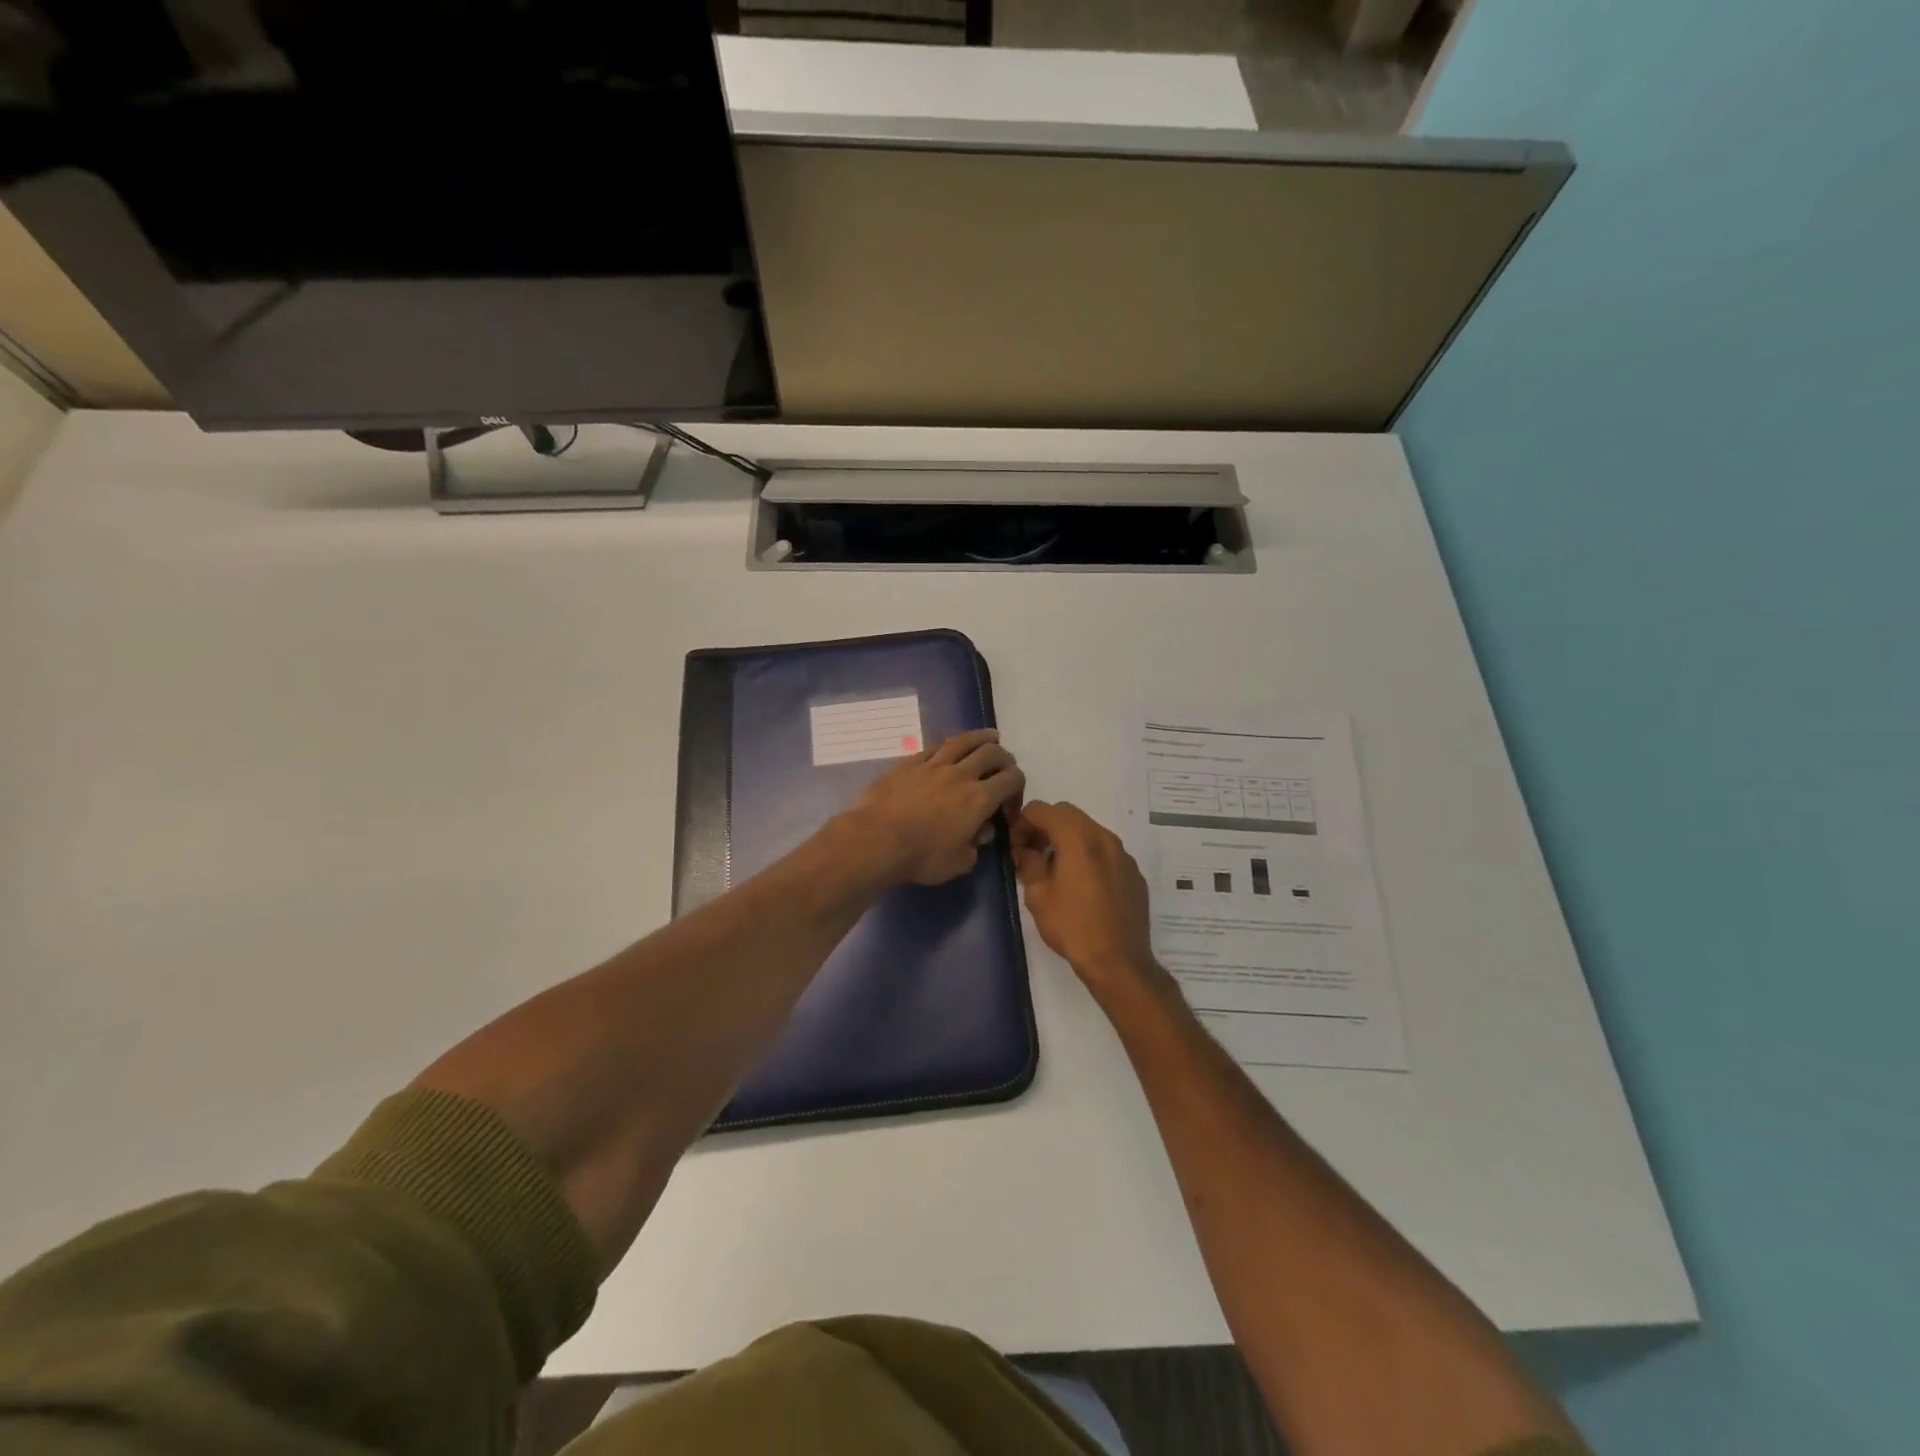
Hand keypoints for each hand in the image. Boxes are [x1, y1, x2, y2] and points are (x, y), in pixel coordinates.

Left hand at [842, 730, 1025, 885]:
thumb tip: (983, 831)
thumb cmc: (922, 857)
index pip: (1012, 779)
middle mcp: (961, 774)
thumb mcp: (958, 863)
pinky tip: (950, 747)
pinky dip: (949, 746)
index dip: (1018, 787)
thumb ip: (976, 846)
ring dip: (982, 737)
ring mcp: (934, 765)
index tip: (1009, 803)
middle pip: (992, 753)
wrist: (877, 839)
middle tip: (1003, 769)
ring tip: (990, 737)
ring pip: (964, 741)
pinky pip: (935, 747)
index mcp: (979, 799)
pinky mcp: (910, 763)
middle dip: (1005, 758)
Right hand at [1011, 801, 1162, 993]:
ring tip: (1056, 870)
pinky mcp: (1133, 873)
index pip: (1043, 809)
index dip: (1023, 822)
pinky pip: (1106, 852)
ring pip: (1089, 831)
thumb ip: (1028, 863)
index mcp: (1078, 838)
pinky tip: (1083, 886)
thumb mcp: (1038, 895)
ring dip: (1068, 840)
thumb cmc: (1072, 926)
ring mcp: (1123, 854)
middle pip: (1068, 814)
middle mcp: (1104, 837)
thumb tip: (1025, 850)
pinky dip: (1089, 856)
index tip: (1016, 846)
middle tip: (1032, 853)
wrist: (1119, 961)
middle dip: (1046, 827)